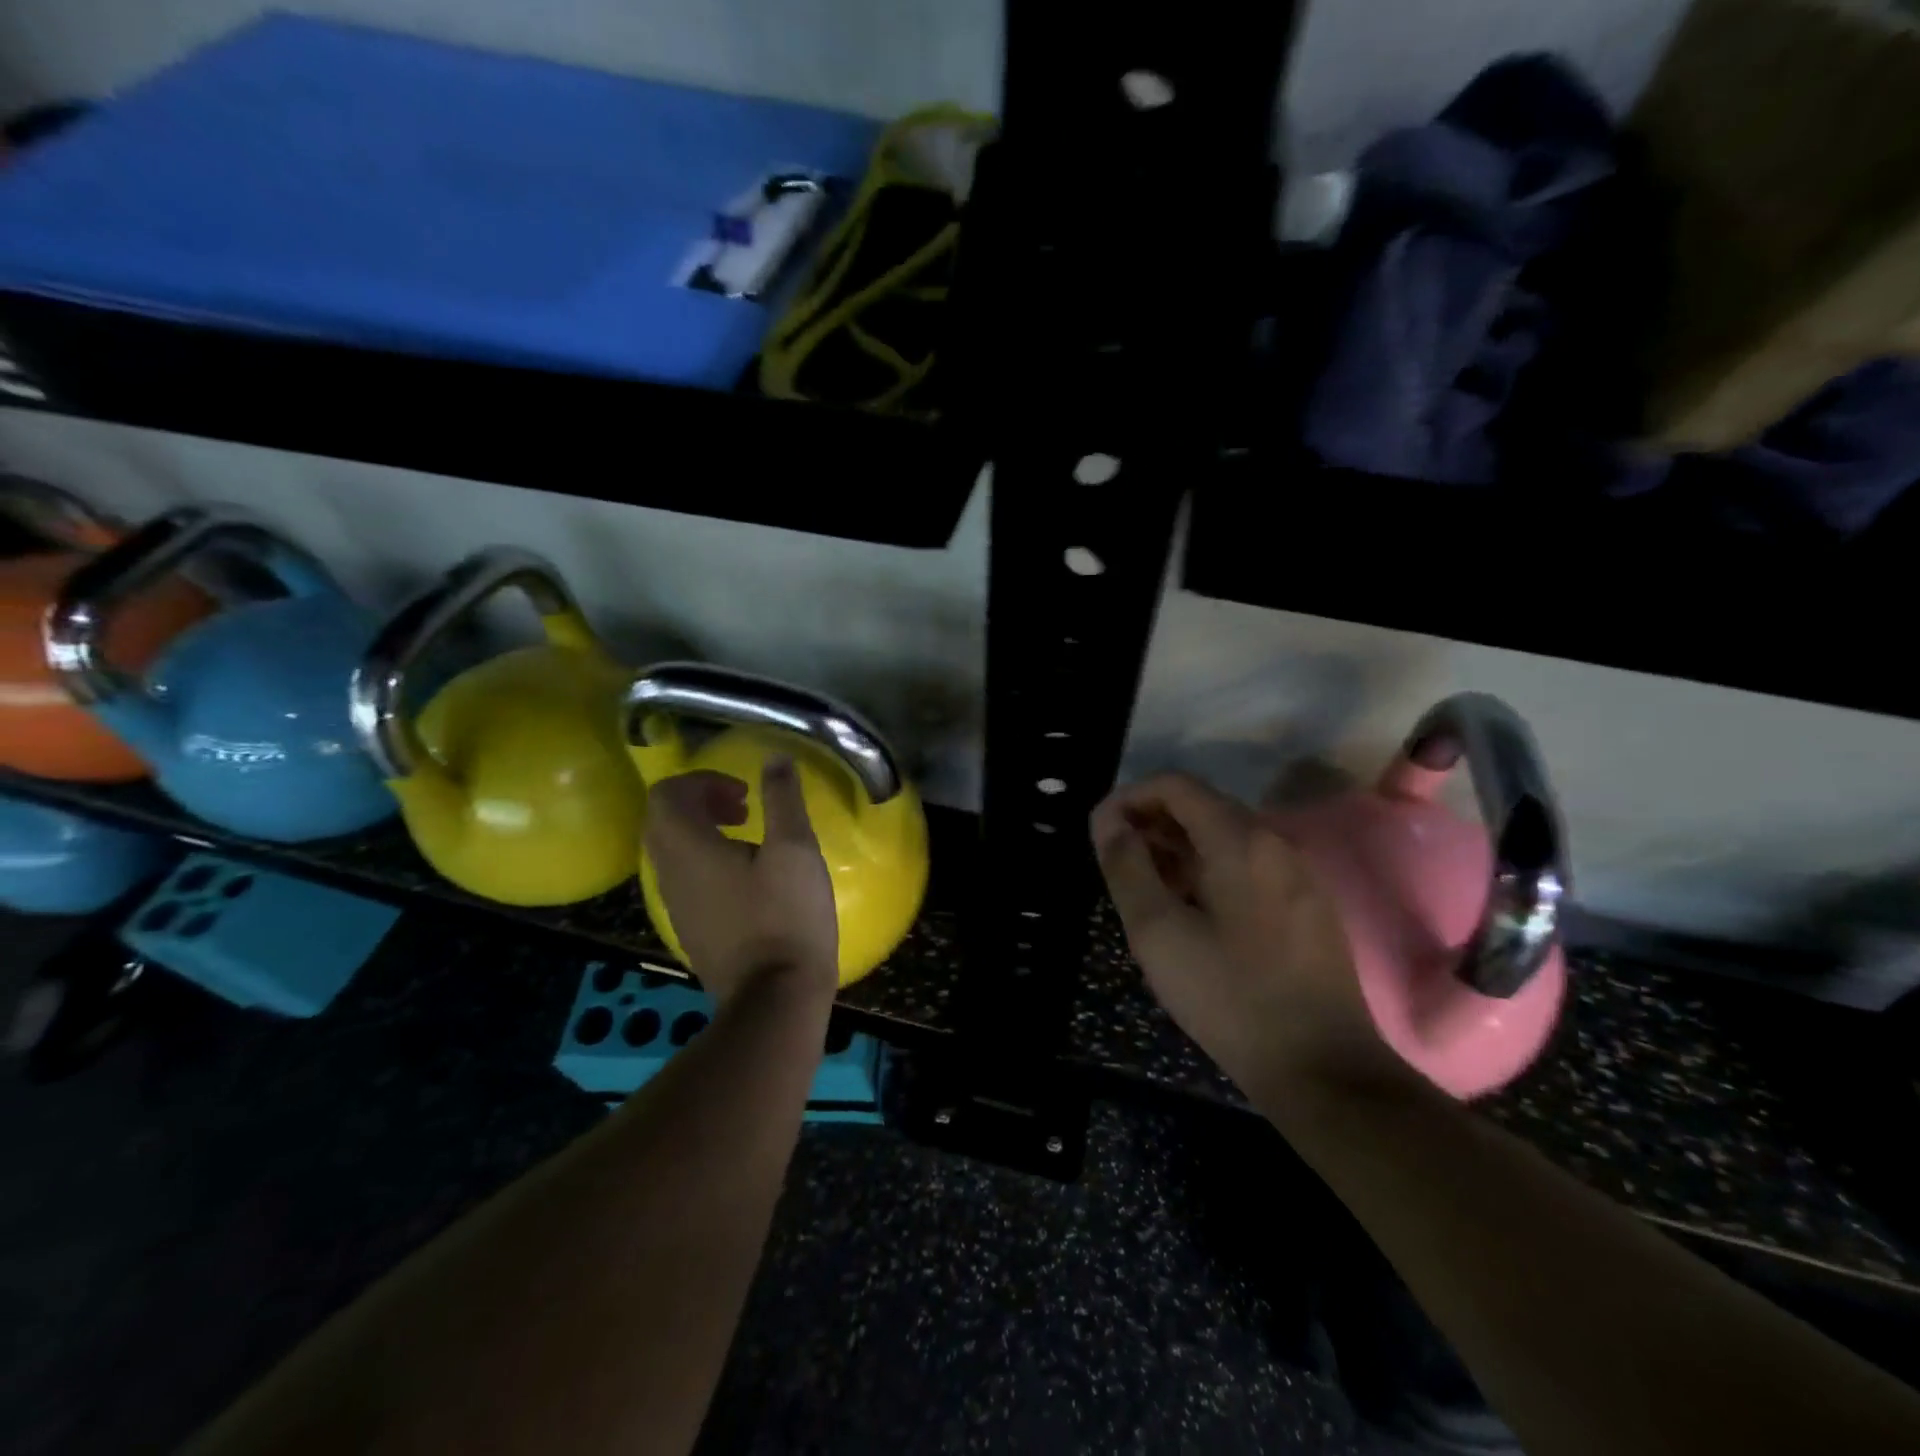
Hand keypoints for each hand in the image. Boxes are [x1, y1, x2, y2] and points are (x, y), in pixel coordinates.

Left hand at [644, 757, 838, 1008]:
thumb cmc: (787, 916)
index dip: (702, 781)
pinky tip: (747, 878)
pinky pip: (684, 879)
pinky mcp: (691, 929)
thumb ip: (783, 798)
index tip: (744, 794)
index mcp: (689, 848)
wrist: (775, 997)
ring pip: (672, 851)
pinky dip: (706, 861)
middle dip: (700, 803)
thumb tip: (776, 758)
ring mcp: (677, 905)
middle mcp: (670, 874)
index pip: (667, 794)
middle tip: (743, 808)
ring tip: (749, 839)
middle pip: (662, 820)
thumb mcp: (796, 849)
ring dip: (703, 831)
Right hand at [1091, 773, 1394, 1100]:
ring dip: (1178, 848)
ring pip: (1225, 837)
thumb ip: (1127, 866)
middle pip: (1202, 806)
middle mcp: (1275, 842)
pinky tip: (1188, 908)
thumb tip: (1108, 821)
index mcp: (1240, 840)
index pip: (1176, 785)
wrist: (1323, 1070)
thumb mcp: (1158, 932)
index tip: (1100, 833)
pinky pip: (1247, 865)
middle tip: (1116, 860)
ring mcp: (1297, 874)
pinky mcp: (1307, 905)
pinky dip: (1207, 869)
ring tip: (1144, 885)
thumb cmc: (1230, 996)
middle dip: (1151, 822)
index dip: (1129, 798)